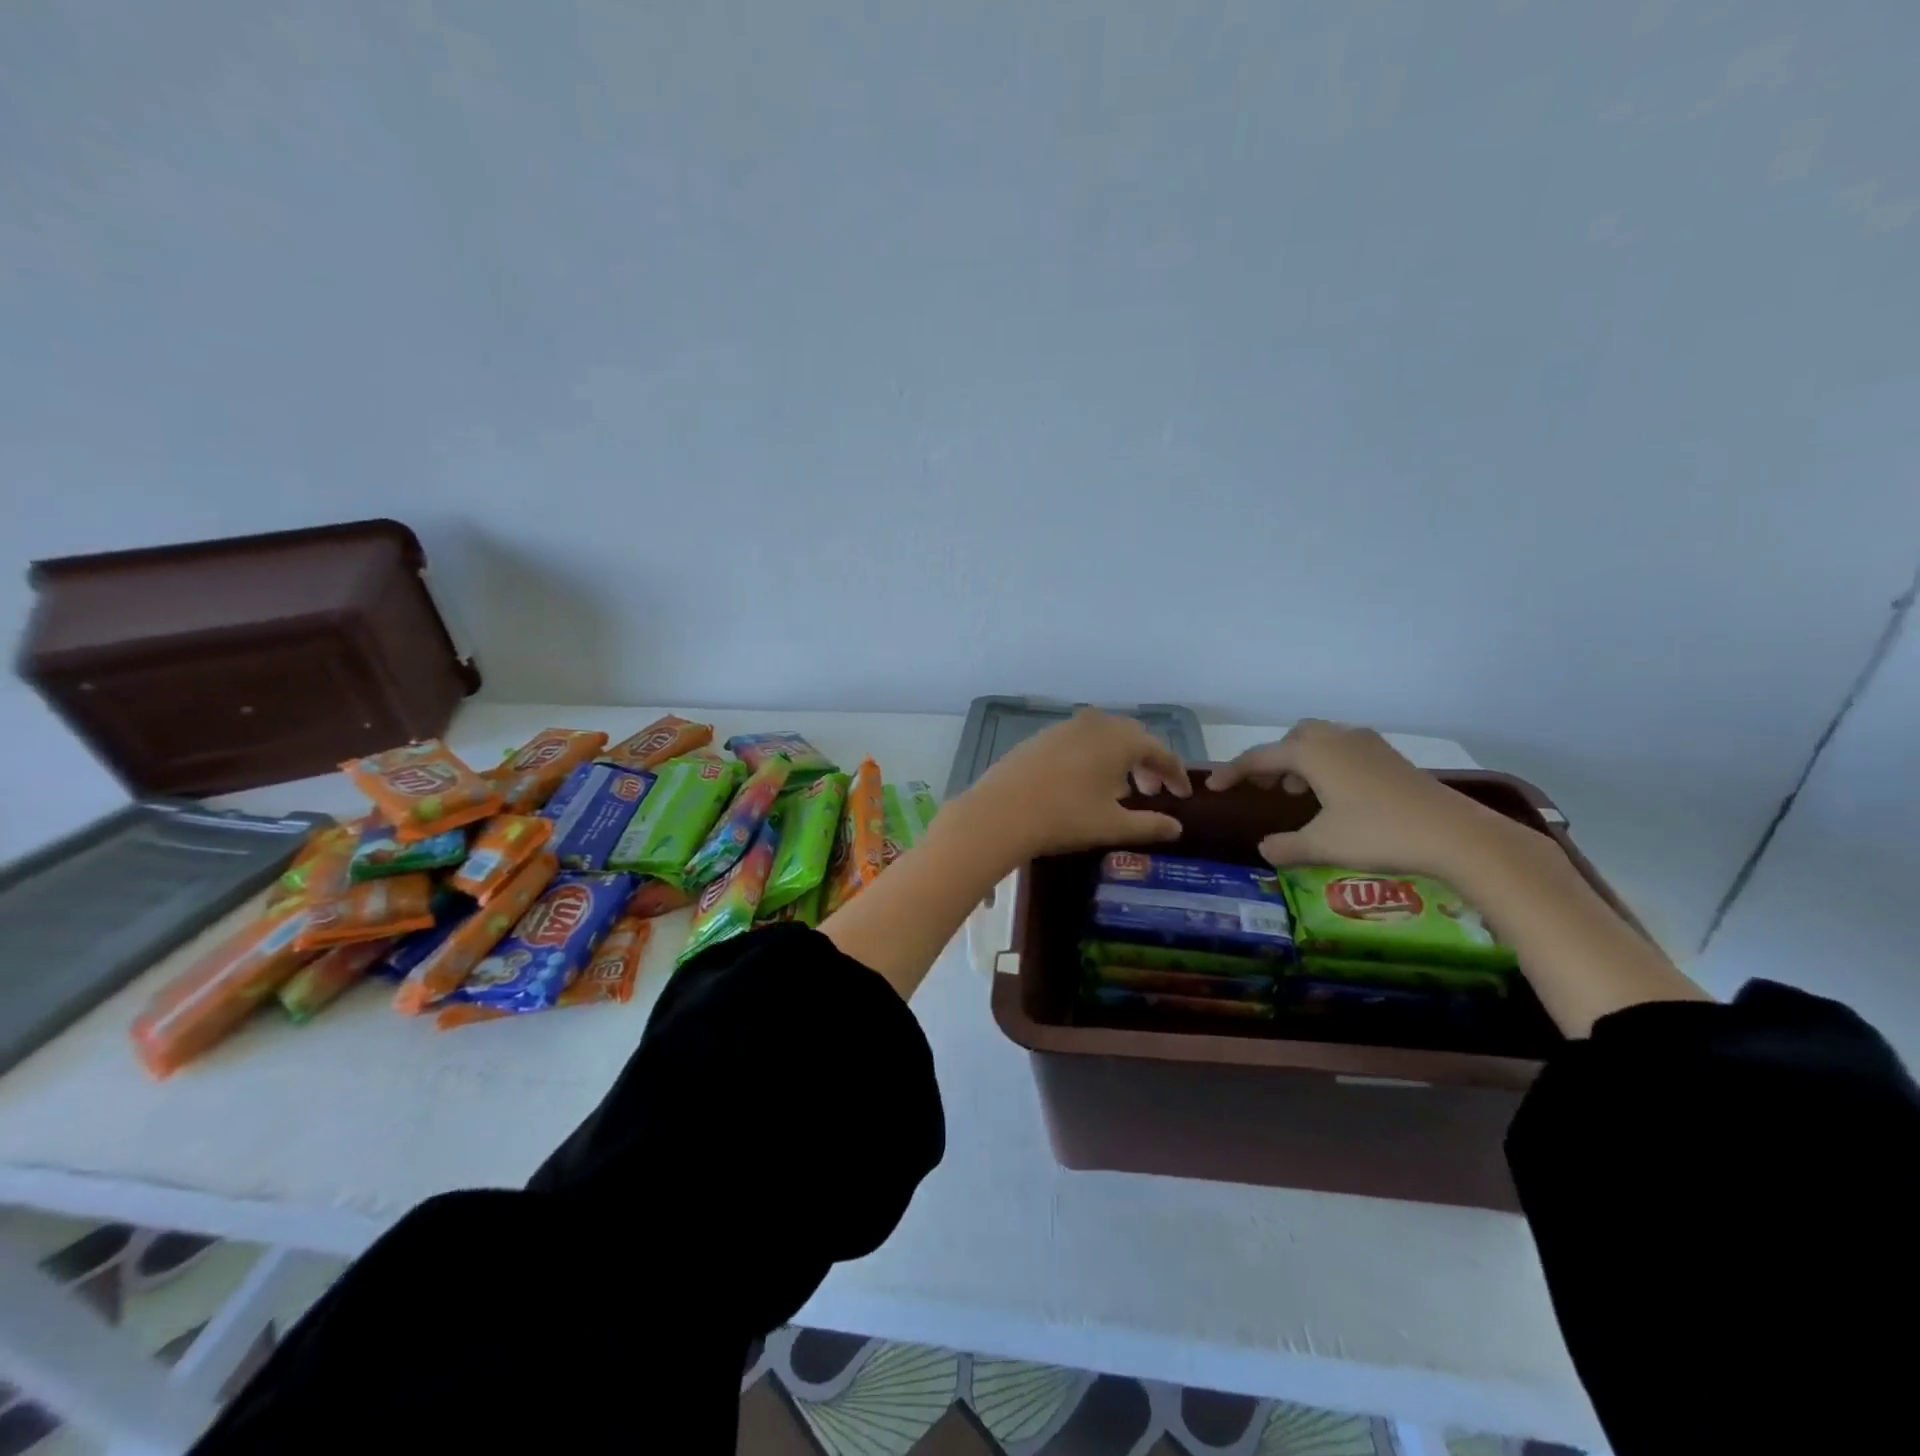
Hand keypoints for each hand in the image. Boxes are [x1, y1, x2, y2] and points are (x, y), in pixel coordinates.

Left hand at [957, 709, 1191, 860]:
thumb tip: (1177, 828)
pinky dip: (1092, 757)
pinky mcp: (1040, 737)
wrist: (1000, 813)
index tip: (1183, 794)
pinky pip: (1079, 741)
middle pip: (1132, 737)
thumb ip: (1150, 825)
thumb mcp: (1112, 826)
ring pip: (1104, 737)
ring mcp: (1064, 727)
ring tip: (1120, 790)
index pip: (1160, 750)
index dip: (1175, 773)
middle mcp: (1095, 723)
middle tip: (1152, 792)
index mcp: (1120, 739)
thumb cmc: (1064, 818)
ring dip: (1119, 759)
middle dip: (1147, 762)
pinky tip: (1085, 783)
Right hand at [1209, 719, 1521, 877]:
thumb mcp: (1323, 844)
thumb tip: (1263, 848)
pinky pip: (1344, 749)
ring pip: (1321, 741)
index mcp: (1312, 753)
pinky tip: (1335, 794)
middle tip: (1262, 786)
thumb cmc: (1378, 834)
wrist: (1455, 835)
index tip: (1213, 787)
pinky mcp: (1390, 757)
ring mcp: (1367, 745)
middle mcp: (1336, 739)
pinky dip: (1327, 764)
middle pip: (1292, 738)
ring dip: (1301, 760)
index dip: (1233, 772)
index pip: (1259, 757)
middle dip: (1272, 759)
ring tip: (1296, 791)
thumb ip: (1287, 845)